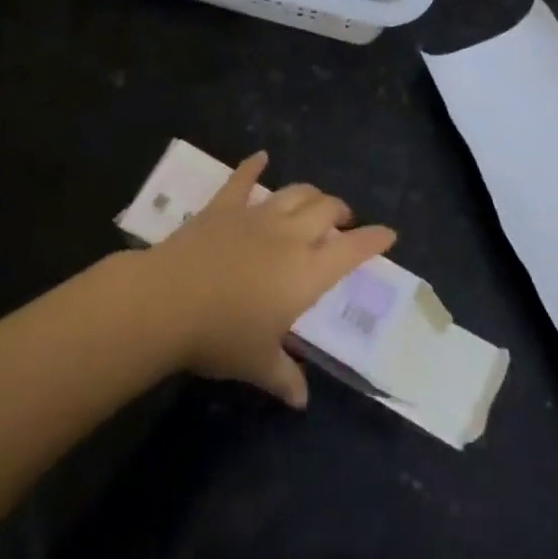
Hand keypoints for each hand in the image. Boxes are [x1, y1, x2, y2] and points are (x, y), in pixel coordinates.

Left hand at [143, 152, 395, 407]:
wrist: (169, 301)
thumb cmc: (221, 336)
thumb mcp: (258, 363)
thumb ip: (285, 377)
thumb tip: (301, 400)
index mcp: (307, 273)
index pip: (351, 250)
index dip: (373, 240)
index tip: (389, 233)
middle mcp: (290, 236)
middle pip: (326, 210)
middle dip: (341, 212)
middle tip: (343, 221)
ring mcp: (257, 215)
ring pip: (295, 193)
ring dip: (311, 194)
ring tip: (315, 200)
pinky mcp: (225, 206)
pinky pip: (243, 179)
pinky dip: (253, 166)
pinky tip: (260, 157)